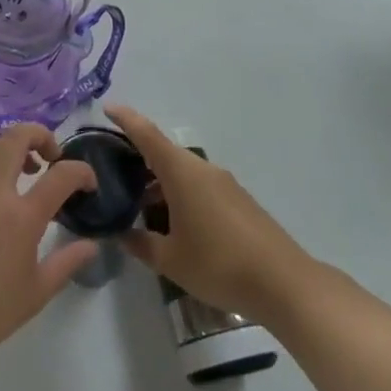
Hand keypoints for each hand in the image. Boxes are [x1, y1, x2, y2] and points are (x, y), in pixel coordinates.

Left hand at [0, 122, 99, 373]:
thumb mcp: (35, 294)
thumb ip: (66, 263)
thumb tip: (90, 245)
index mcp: (21, 217)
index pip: (61, 175)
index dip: (82, 171)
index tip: (89, 183)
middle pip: (16, 137)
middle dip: (40, 134)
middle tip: (51, 157)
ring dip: (12, 147)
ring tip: (24, 171)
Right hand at [109, 105, 316, 321]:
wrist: (283, 282)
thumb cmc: (219, 264)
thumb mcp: (171, 260)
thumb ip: (141, 244)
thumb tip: (121, 235)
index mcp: (182, 173)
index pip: (147, 135)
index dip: (126, 119)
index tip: (107, 107)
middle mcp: (202, 169)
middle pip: (164, 152)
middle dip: (139, 158)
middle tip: (114, 173)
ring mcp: (224, 183)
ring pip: (183, 171)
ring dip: (160, 181)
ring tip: (140, 204)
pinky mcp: (238, 200)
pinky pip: (199, 185)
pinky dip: (180, 193)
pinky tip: (174, 221)